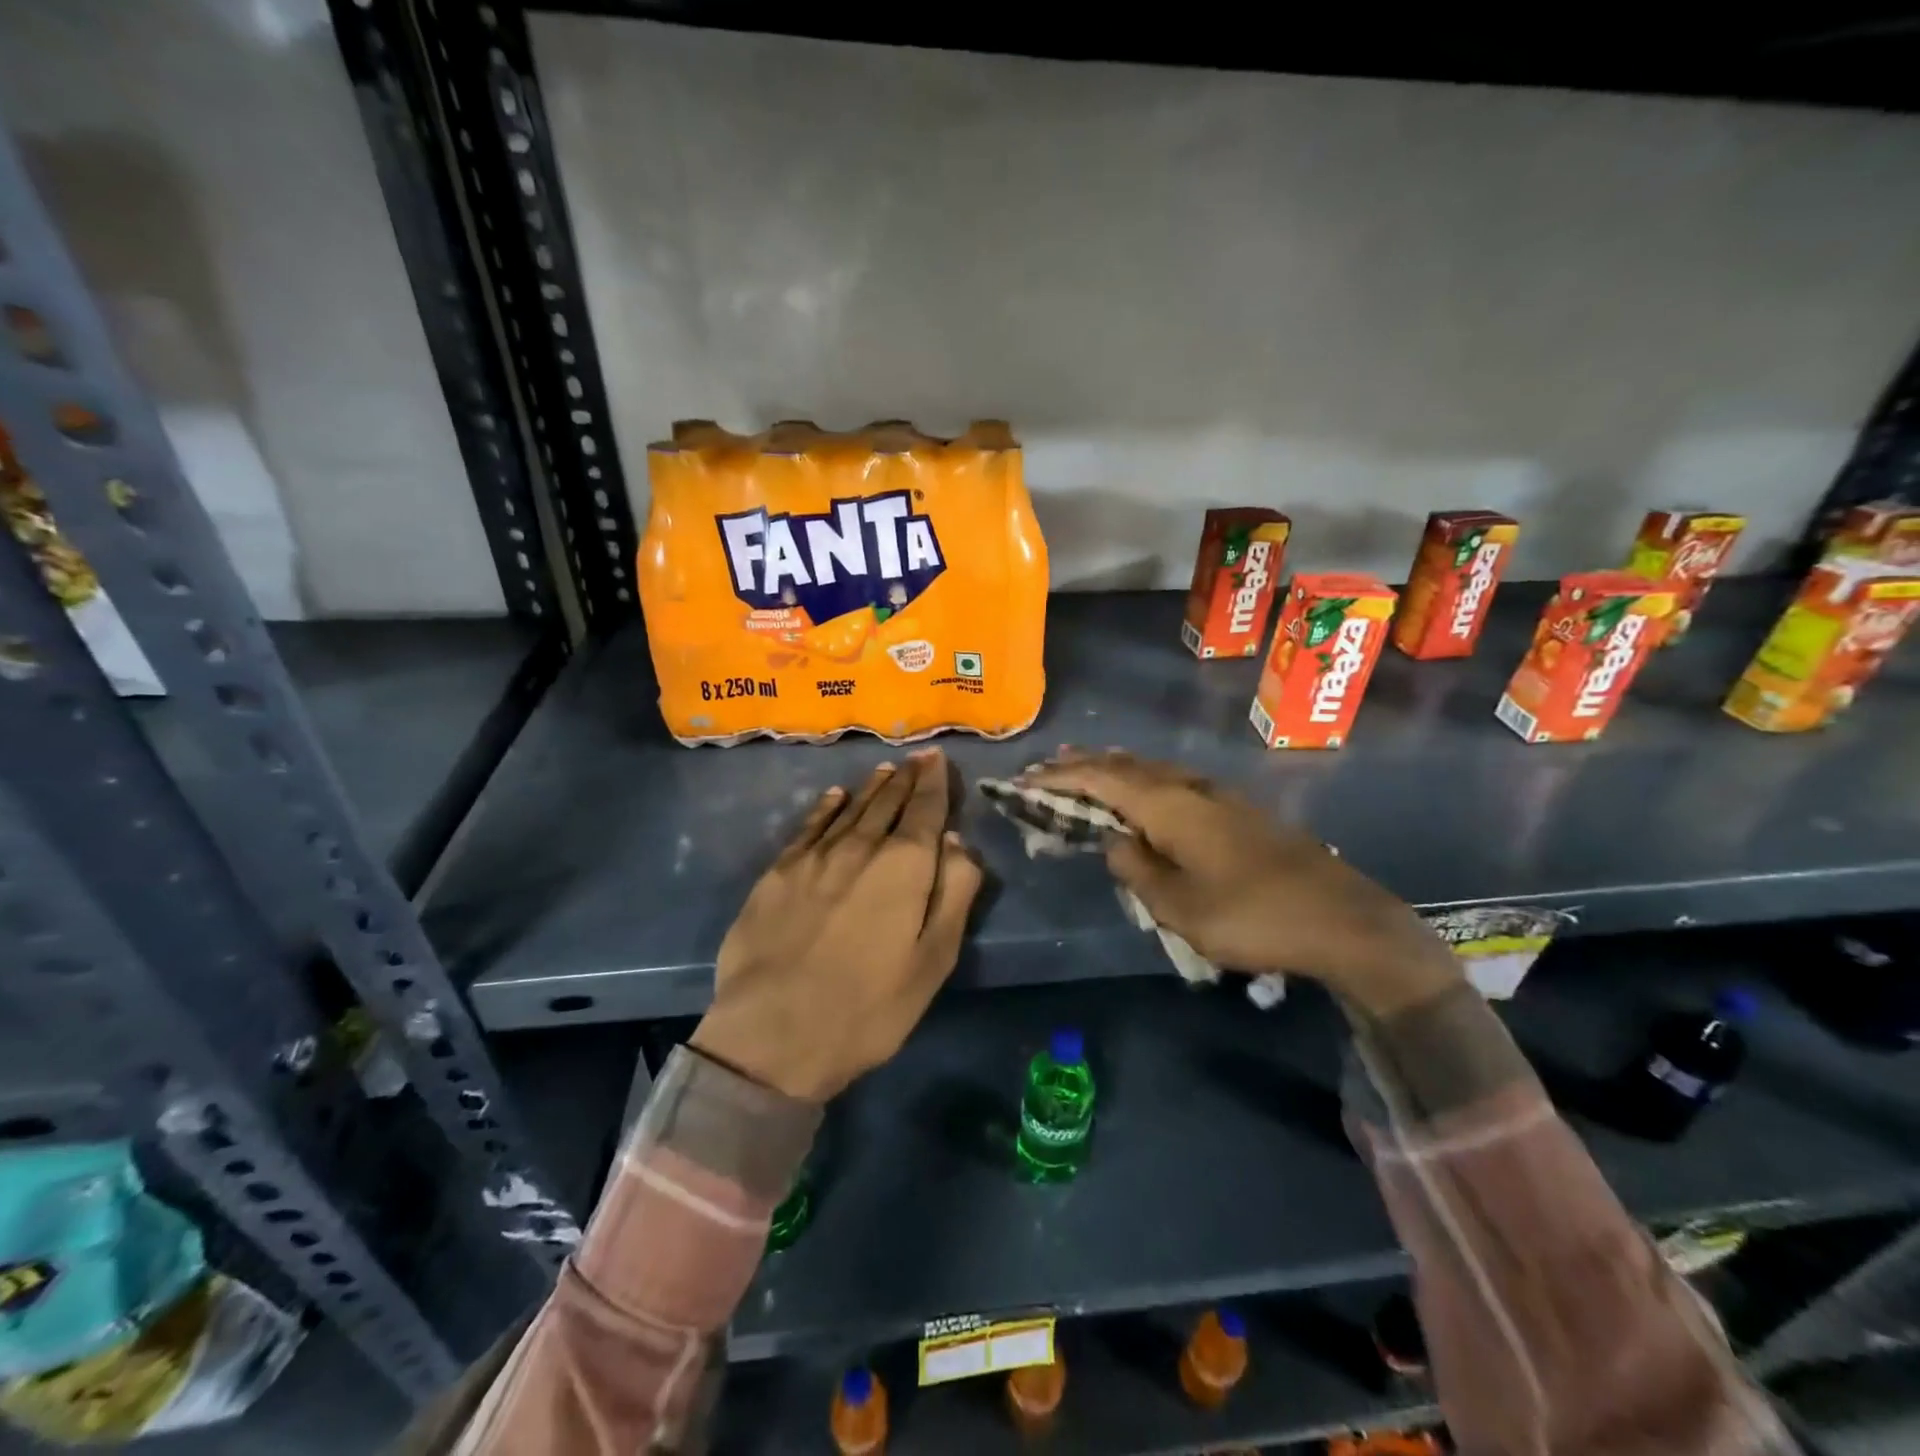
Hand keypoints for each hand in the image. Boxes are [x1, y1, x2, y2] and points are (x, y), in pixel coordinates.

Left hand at [691, 750, 983, 1101]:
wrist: (773, 1034)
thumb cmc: (869, 1006)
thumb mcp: (934, 960)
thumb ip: (953, 893)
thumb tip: (957, 840)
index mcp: (903, 866)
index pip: (925, 810)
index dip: (934, 782)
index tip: (937, 758)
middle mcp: (859, 847)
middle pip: (887, 802)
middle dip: (906, 779)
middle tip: (916, 759)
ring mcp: (813, 857)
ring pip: (850, 809)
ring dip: (871, 788)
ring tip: (885, 770)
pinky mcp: (777, 874)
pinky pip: (809, 827)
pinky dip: (826, 808)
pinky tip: (834, 797)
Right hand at [1019, 751, 1458, 1015]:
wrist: (1342, 920)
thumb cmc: (1252, 917)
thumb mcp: (1180, 907)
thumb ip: (1137, 870)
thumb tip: (1115, 842)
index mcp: (1170, 806)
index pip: (1101, 780)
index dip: (1060, 778)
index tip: (1026, 778)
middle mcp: (1191, 788)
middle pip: (1126, 766)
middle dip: (1083, 765)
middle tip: (1047, 766)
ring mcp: (1219, 795)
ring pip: (1152, 770)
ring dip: (1114, 769)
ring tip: (1085, 767)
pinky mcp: (1237, 811)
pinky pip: (1174, 782)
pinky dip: (1144, 781)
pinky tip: (1145, 792)